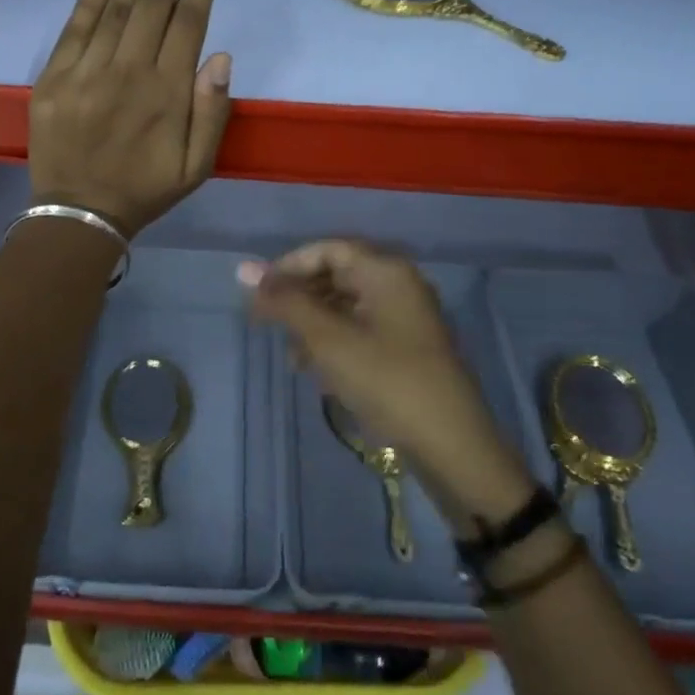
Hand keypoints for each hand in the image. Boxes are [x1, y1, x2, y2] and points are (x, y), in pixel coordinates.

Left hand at [28, 0, 231, 236]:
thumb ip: (212, 112)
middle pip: (154, 1)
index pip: (189, 21)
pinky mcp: (53, 79)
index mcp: (167, 93)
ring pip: (116, 7)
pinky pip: (74, 29)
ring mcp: (86, 72)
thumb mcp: (197, 166)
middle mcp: (128, 72)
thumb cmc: (145, 189)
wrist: (79, 214)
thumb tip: (219, 55)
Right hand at [241, 240, 535, 518]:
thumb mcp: (328, 339)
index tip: (259, 295)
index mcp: (386, 271)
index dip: (288, 267)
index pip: (327, 249)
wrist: (451, 445)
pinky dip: (335, 342)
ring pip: (347, 305)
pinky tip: (320, 372)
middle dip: (300, 298)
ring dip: (314, 324)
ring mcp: (407, 316)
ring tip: (293, 357)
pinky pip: (362, 329)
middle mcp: (400, 284)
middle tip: (268, 325)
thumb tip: (244, 268)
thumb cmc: (386, 381)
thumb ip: (286, 301)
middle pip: (337, 275)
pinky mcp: (409, 347)